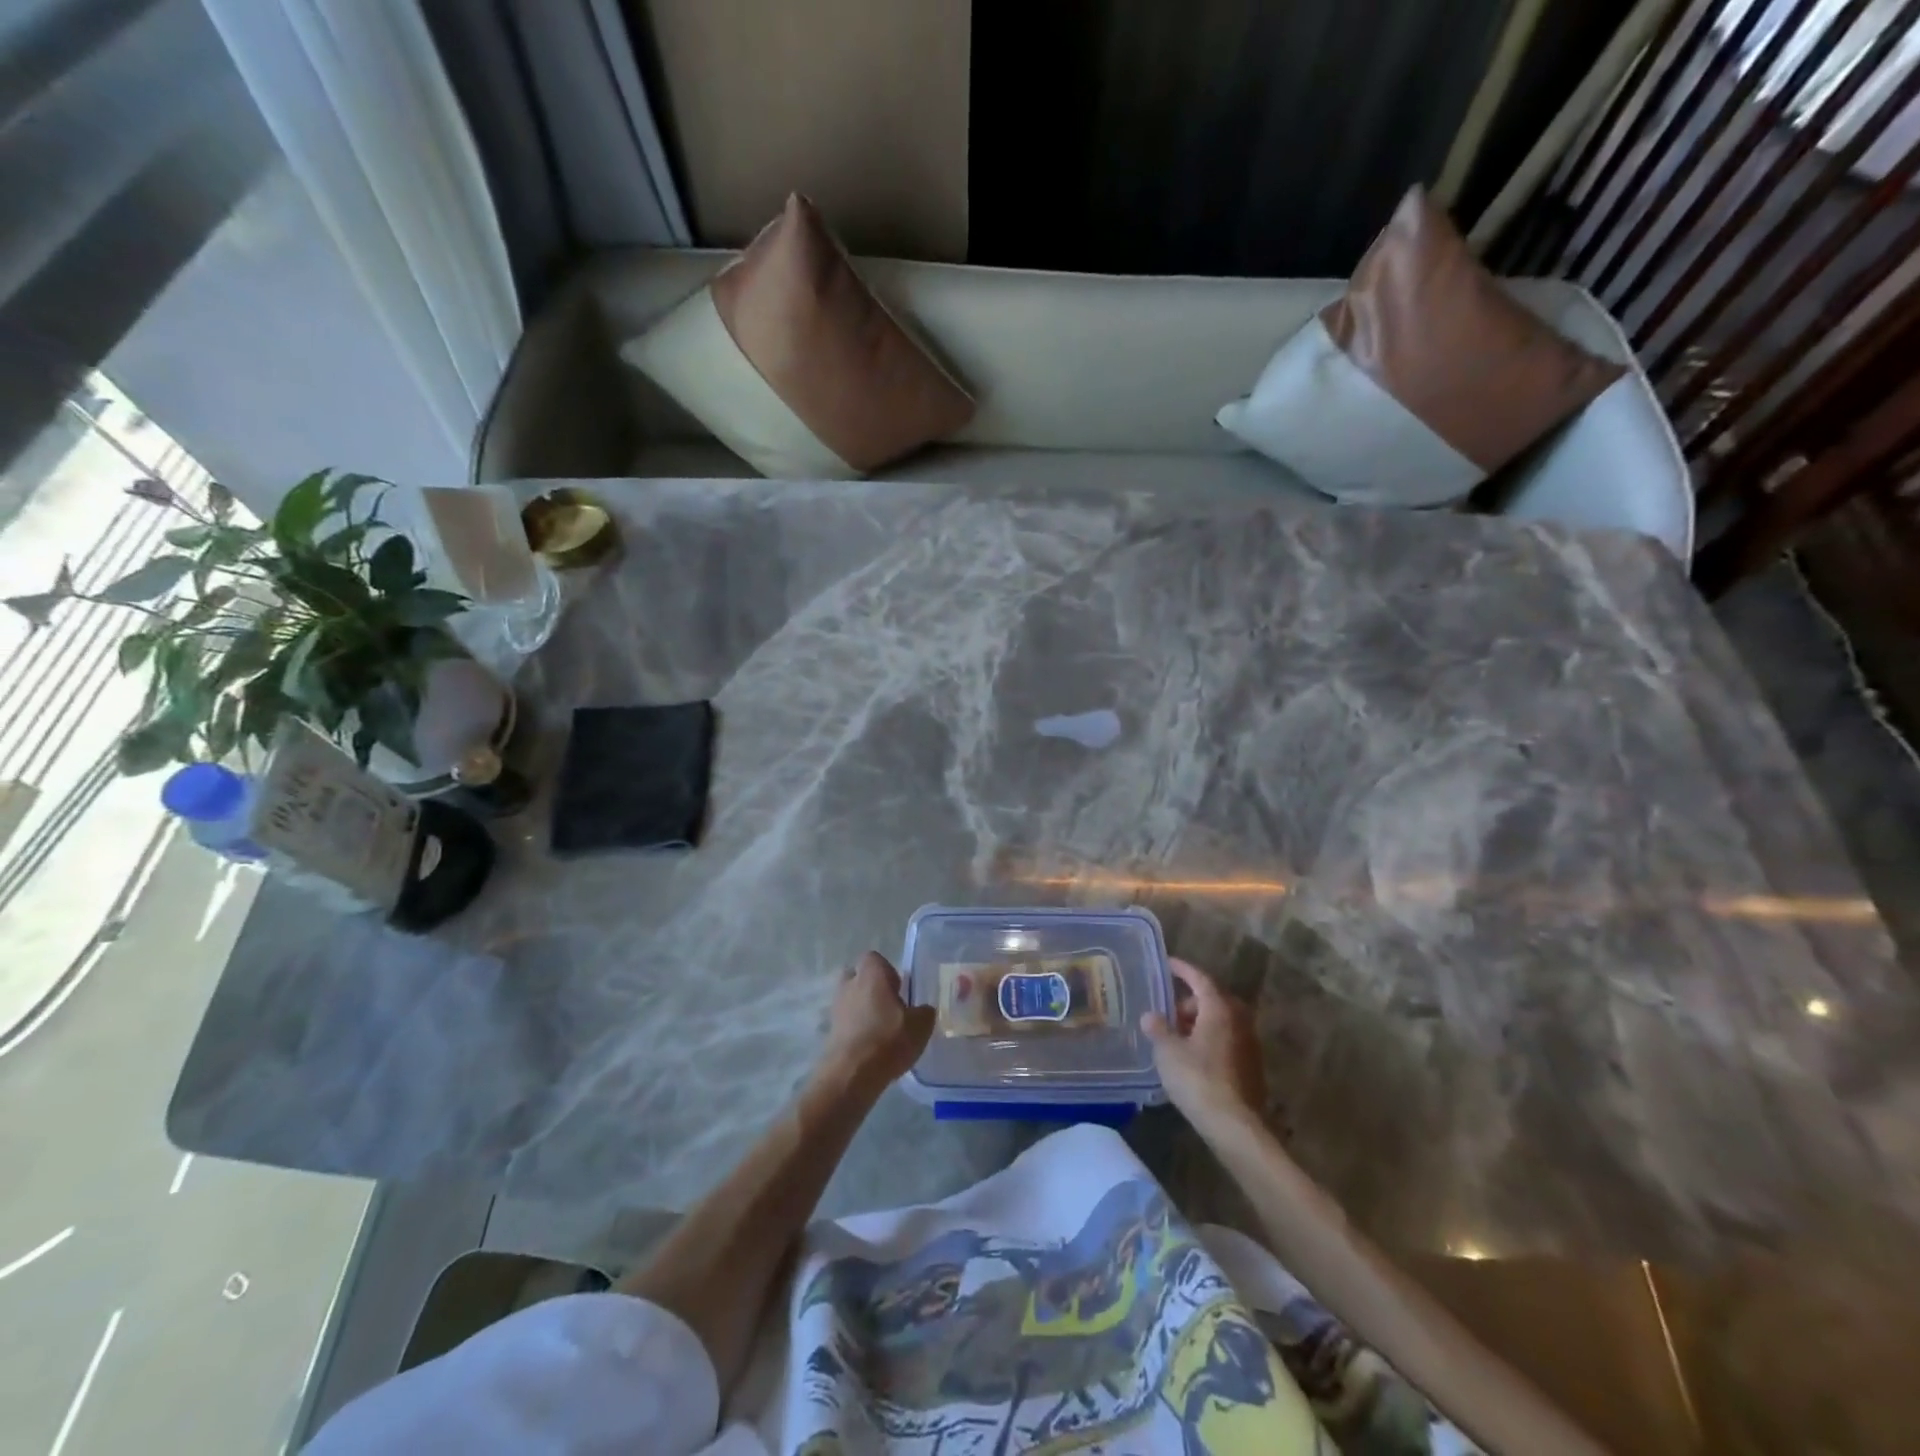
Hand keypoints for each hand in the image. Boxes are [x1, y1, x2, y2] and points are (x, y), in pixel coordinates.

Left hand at [821, 951, 935, 1093]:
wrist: (852, 1074)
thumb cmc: (888, 1039)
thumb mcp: (921, 1025)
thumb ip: (924, 1012)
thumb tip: (923, 1010)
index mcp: (871, 973)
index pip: (874, 958)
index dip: (888, 971)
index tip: (900, 990)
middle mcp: (849, 984)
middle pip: (858, 977)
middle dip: (871, 988)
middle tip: (890, 1007)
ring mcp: (836, 1008)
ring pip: (851, 1000)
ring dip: (863, 1010)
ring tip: (882, 1030)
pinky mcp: (830, 1032)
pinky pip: (846, 1022)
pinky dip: (857, 1029)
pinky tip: (872, 1047)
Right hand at [1142, 958, 1266, 1125]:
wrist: (1235, 1126)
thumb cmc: (1198, 1080)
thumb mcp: (1168, 1052)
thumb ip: (1158, 1029)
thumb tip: (1150, 1015)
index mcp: (1219, 1009)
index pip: (1200, 979)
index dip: (1183, 970)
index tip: (1168, 963)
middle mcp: (1239, 1020)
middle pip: (1214, 1000)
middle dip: (1191, 1001)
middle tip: (1169, 1010)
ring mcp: (1249, 1044)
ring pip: (1222, 1021)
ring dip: (1201, 1022)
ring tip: (1177, 1036)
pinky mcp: (1252, 1067)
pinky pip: (1228, 1040)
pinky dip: (1210, 1039)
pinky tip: (1193, 1057)